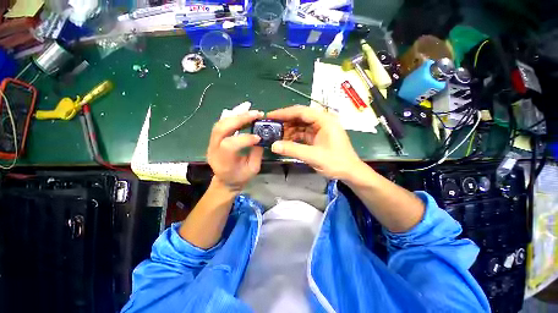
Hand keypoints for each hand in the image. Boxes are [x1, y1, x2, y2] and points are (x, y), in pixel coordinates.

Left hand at [207, 110, 264, 191]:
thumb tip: (261, 136)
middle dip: (240, 119)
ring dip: (236, 115)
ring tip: (251, 112)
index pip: (229, 145)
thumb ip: (256, 153)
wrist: (226, 180)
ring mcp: (211, 143)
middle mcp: (213, 150)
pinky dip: (233, 117)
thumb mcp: (253, 169)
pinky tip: (243, 113)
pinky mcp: (214, 138)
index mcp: (223, 162)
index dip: (245, 139)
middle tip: (256, 114)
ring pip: (220, 123)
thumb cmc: (240, 177)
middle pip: (221, 129)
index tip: (259, 138)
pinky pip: (221, 123)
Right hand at [267, 105, 363, 179]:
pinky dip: (293, 137)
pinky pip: (302, 133)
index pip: (301, 111)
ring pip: (300, 125)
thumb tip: (273, 146)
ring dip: (288, 130)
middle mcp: (322, 121)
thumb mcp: (313, 156)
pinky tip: (285, 141)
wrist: (350, 172)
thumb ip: (293, 150)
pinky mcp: (317, 136)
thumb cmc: (336, 163)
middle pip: (299, 117)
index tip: (270, 116)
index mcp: (324, 120)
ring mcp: (320, 129)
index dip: (284, 113)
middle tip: (270, 126)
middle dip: (284, 121)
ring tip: (275, 135)